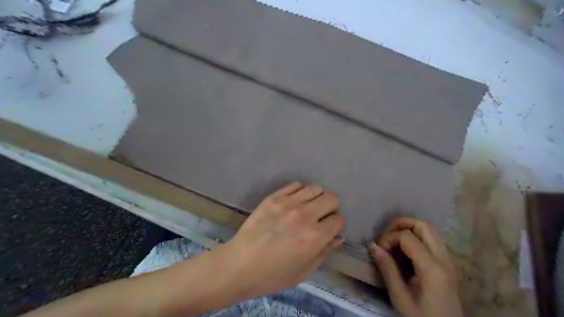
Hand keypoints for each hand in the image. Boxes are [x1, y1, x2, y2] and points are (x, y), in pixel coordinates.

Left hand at [220, 182, 342, 298]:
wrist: (240, 264)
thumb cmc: (273, 275)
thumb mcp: (304, 271)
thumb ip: (324, 252)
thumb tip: (337, 238)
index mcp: (315, 237)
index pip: (339, 219)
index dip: (337, 225)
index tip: (331, 229)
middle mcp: (305, 215)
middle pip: (331, 198)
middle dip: (332, 208)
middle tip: (322, 217)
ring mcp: (288, 203)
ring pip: (315, 188)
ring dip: (317, 198)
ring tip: (308, 208)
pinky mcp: (274, 197)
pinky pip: (296, 185)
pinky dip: (300, 192)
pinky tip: (294, 202)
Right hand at [371, 218, 462, 316]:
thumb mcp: (400, 297)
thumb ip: (387, 268)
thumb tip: (372, 245)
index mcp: (432, 268)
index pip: (408, 236)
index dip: (389, 237)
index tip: (380, 250)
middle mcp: (444, 259)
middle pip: (424, 225)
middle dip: (401, 223)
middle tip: (386, 234)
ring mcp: (449, 260)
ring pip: (430, 230)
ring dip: (410, 228)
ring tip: (394, 240)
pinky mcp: (448, 264)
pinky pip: (433, 240)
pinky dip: (417, 236)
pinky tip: (406, 249)